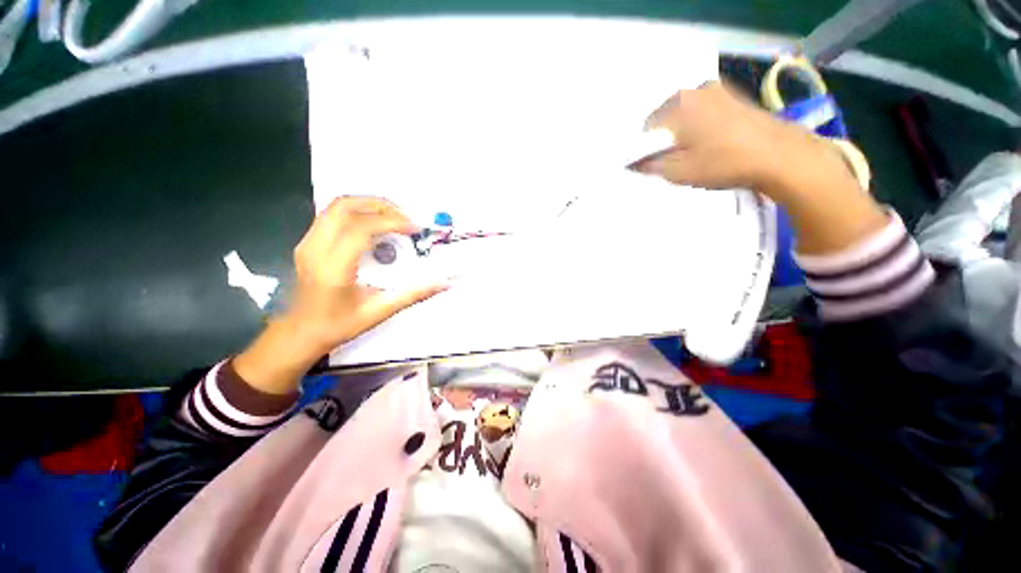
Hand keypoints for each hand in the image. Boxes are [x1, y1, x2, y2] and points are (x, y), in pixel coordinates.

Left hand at [285, 196, 447, 353]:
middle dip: (379, 205)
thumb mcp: (379, 312)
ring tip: (393, 217)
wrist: (300, 332)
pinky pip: (332, 215)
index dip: (390, 222)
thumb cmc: (339, 325)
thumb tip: (444, 283)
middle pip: (343, 207)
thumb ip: (413, 294)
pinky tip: (375, 225)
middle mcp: (315, 250)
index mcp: (332, 269)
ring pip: (335, 207)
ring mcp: (307, 243)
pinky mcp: (307, 242)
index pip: (360, 230)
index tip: (413, 228)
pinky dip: (357, 212)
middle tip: (405, 217)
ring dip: (367, 205)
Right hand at [631, 81, 829, 192]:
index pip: (646, 128)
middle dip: (663, 138)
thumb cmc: (723, 163)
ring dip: (681, 130)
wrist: (779, 155)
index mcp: (677, 106)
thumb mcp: (679, 172)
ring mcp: (717, 90)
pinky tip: (709, 141)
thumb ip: (651, 166)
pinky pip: (703, 109)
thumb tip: (633, 163)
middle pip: (665, 117)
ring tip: (692, 151)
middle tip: (672, 159)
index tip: (651, 164)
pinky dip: (698, 124)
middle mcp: (695, 90)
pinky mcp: (734, 95)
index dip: (644, 148)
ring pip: (684, 112)